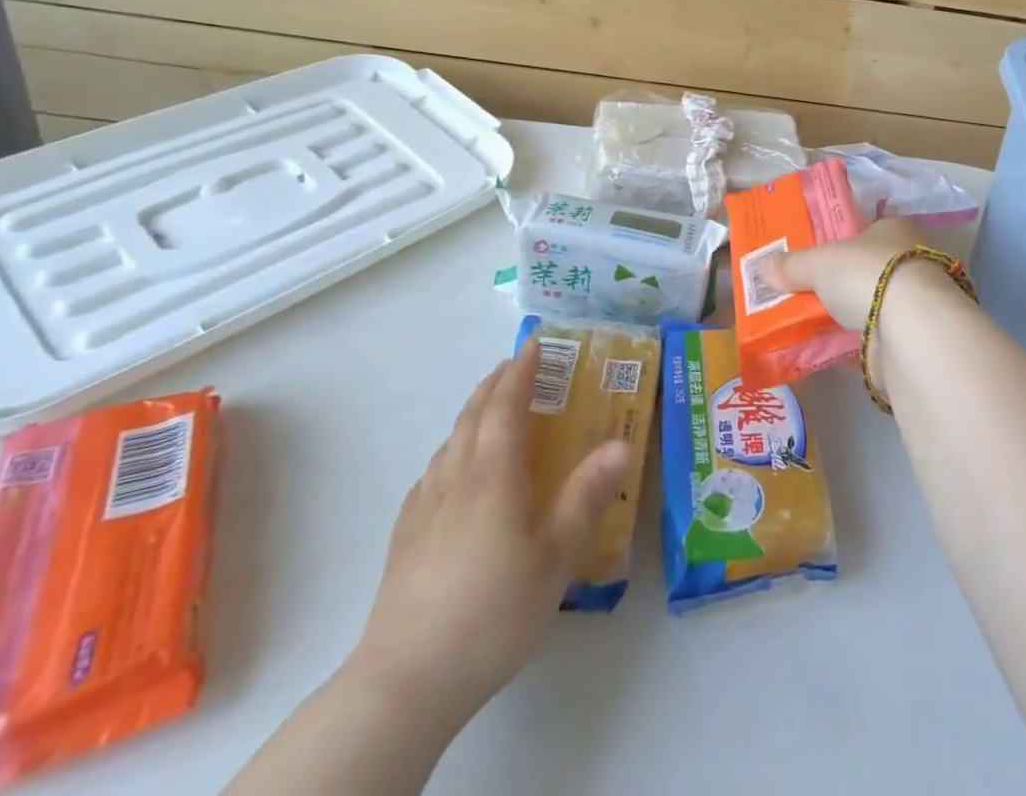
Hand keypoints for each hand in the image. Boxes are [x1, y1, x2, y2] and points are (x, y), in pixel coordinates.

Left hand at [346, 338, 630, 729]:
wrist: (404, 681)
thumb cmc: (492, 613)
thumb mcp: (555, 558)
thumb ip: (587, 497)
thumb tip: (621, 444)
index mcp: (493, 474)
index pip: (505, 404)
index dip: (520, 370)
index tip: (534, 343)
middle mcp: (456, 477)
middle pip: (472, 415)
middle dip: (495, 384)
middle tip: (516, 367)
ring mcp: (424, 507)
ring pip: (449, 442)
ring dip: (472, 415)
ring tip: (491, 414)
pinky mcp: (405, 537)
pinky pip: (433, 474)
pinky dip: (452, 452)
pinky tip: (456, 476)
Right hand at [759, 218, 954, 396]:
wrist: (911, 329)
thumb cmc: (868, 275)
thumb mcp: (819, 263)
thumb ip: (792, 265)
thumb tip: (762, 266)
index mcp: (894, 230)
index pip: (863, 231)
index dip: (837, 243)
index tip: (812, 259)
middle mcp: (909, 261)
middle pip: (864, 269)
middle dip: (837, 283)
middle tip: (802, 293)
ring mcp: (912, 301)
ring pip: (868, 304)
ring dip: (843, 315)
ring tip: (804, 324)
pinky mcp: (910, 337)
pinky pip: (870, 337)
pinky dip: (850, 343)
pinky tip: (824, 349)